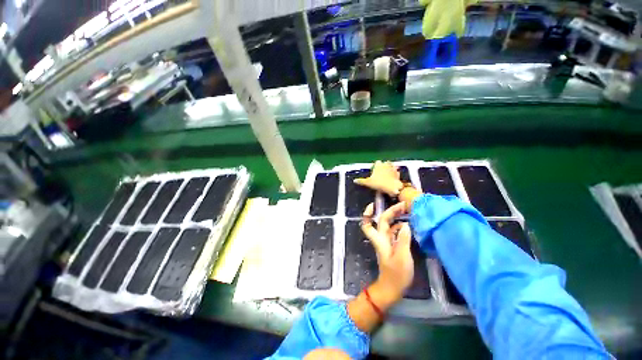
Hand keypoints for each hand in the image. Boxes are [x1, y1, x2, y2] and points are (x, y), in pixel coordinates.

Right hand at [354, 161, 403, 195]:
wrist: (392, 187)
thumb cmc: (379, 183)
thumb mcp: (368, 183)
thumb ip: (361, 181)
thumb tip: (354, 180)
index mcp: (379, 165)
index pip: (377, 162)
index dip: (375, 166)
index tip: (374, 171)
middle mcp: (386, 164)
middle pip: (385, 163)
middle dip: (383, 166)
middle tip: (380, 173)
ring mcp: (393, 168)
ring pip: (391, 166)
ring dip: (389, 169)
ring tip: (387, 175)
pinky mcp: (398, 173)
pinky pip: (396, 172)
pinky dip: (394, 174)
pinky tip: (392, 178)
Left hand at [361, 202, 413, 302]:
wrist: (393, 288)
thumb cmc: (396, 274)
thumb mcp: (402, 257)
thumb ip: (403, 240)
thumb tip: (405, 224)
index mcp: (380, 239)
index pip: (368, 223)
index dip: (368, 213)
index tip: (374, 204)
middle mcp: (381, 238)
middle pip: (381, 221)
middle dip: (390, 211)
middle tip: (403, 205)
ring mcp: (387, 242)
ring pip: (388, 225)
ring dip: (395, 218)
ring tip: (407, 212)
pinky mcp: (393, 246)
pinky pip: (395, 232)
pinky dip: (400, 227)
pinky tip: (408, 226)